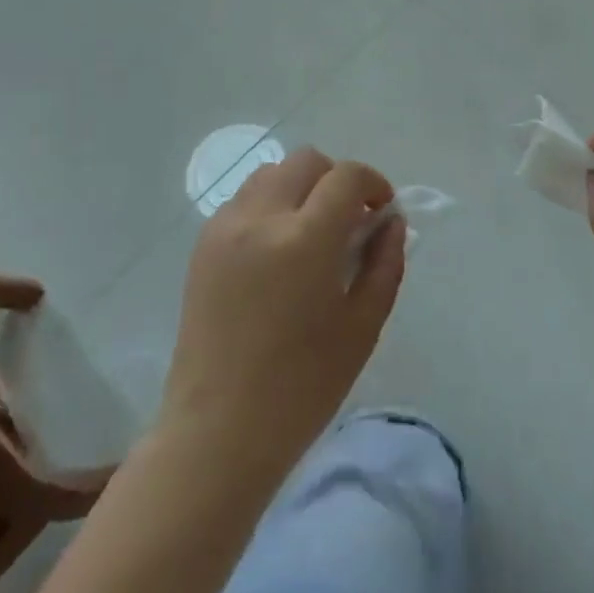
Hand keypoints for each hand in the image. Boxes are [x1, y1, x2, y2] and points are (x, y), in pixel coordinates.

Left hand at [158, 148, 405, 478]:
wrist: (217, 431)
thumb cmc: (302, 387)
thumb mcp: (362, 327)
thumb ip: (384, 263)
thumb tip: (391, 221)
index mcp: (305, 238)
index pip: (347, 176)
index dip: (373, 183)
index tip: (382, 210)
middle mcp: (261, 217)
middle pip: (306, 161)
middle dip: (336, 179)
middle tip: (349, 221)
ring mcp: (225, 227)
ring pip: (271, 173)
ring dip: (300, 188)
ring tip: (310, 233)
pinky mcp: (202, 244)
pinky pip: (243, 200)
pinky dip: (269, 205)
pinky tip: (276, 251)